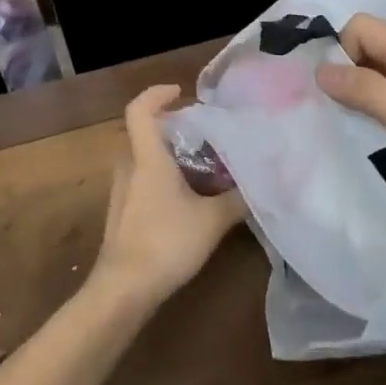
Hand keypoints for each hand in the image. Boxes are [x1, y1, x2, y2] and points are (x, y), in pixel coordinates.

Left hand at [91, 85, 244, 306]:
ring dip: (170, 155)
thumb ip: (238, 198)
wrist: (122, 291)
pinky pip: (143, 181)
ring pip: (145, 159)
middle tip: (205, 133)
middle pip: (145, 133)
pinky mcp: (122, 214)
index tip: (181, 93)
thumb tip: (263, 183)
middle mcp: (130, 167)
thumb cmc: (165, 243)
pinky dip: (163, 178)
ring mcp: (122, 192)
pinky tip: (188, 199)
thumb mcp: (212, 220)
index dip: (157, 94)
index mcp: (147, 158)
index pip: (139, 110)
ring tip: (203, 166)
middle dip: (173, 127)